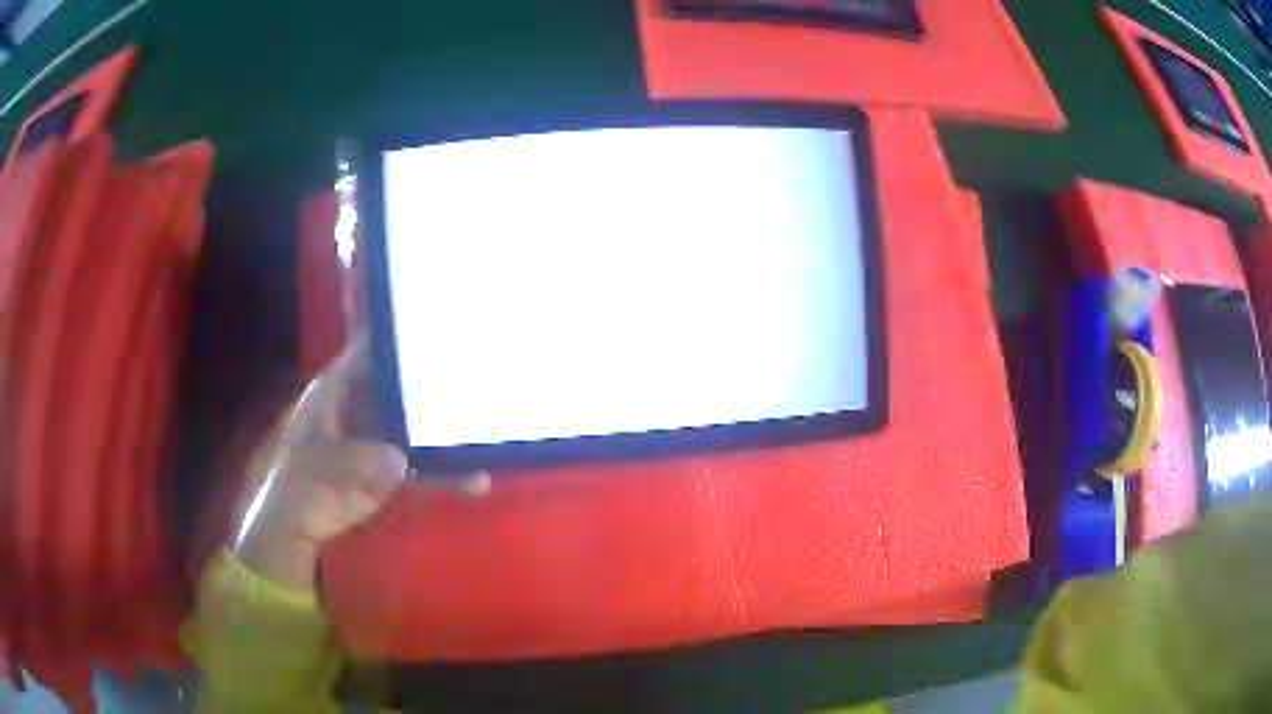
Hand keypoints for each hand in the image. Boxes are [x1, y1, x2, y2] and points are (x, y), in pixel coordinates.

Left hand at [232, 341, 487, 589]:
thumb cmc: (296, 486)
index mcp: (338, 389)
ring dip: (451, 428)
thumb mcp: (317, 469)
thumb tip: (399, 460)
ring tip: (491, 424)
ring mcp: (379, 437)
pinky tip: (478, 478)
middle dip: (438, 376)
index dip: (401, 335)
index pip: (372, 349)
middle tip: (483, 367)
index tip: (439, 322)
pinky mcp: (392, 469)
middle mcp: (364, 404)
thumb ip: (353, 462)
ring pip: (420, 424)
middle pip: (405, 383)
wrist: (295, 528)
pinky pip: (425, 465)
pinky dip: (449, 472)